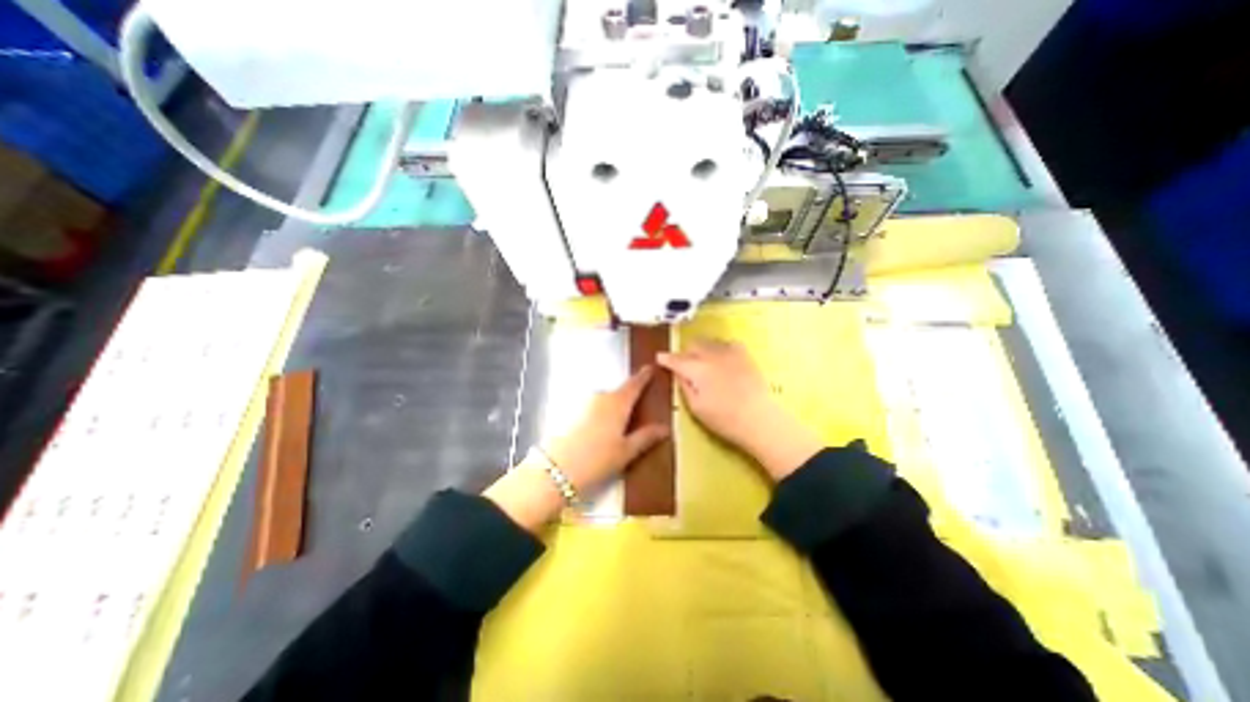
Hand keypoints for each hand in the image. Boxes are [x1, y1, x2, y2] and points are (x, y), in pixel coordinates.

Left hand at [542, 363, 668, 489]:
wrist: (556, 469)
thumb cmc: (597, 460)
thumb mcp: (626, 451)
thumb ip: (646, 437)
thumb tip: (666, 428)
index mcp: (618, 403)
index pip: (634, 384)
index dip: (643, 376)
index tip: (650, 367)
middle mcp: (601, 397)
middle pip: (619, 393)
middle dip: (628, 398)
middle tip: (638, 409)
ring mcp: (584, 403)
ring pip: (605, 401)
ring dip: (613, 408)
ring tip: (618, 426)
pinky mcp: (571, 412)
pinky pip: (593, 408)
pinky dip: (600, 414)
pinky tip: (599, 431)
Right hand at [657, 339, 826, 481]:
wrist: (759, 419)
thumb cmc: (723, 419)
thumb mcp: (696, 407)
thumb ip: (684, 386)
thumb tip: (678, 373)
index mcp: (697, 369)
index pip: (676, 359)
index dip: (666, 358)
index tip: (660, 357)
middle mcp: (711, 355)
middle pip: (692, 345)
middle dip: (685, 353)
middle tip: (685, 365)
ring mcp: (729, 352)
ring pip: (709, 342)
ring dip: (702, 349)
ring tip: (703, 362)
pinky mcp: (744, 354)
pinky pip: (727, 343)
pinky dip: (720, 348)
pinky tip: (722, 358)